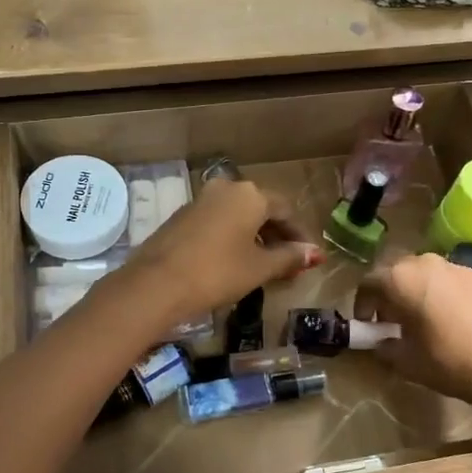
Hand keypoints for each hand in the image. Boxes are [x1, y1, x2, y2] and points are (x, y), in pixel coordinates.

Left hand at [118, 178, 319, 327]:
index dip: (300, 235)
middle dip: (278, 237)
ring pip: (238, 216)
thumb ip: (289, 257)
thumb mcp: (259, 268)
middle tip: (290, 265)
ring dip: (255, 238)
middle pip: (261, 210)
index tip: (309, 258)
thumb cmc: (218, 272)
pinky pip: (218, 222)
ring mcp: (201, 200)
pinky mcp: (182, 216)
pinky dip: (233, 238)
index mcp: (250, 195)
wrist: (156, 284)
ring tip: (266, 266)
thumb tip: (315, 253)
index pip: (286, 210)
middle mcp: (226, 188)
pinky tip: (236, 261)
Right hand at [354, 254, 471, 420]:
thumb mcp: (407, 363)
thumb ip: (385, 347)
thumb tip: (382, 342)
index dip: (363, 303)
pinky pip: (462, 282)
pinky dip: (454, 296)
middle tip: (395, 319)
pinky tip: (466, 323)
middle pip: (400, 270)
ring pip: (433, 273)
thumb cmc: (451, 364)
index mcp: (402, 280)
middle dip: (393, 292)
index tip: (368, 324)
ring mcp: (464, 267)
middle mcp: (430, 263)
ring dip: (424, 291)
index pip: (370, 281)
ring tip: (431, 320)